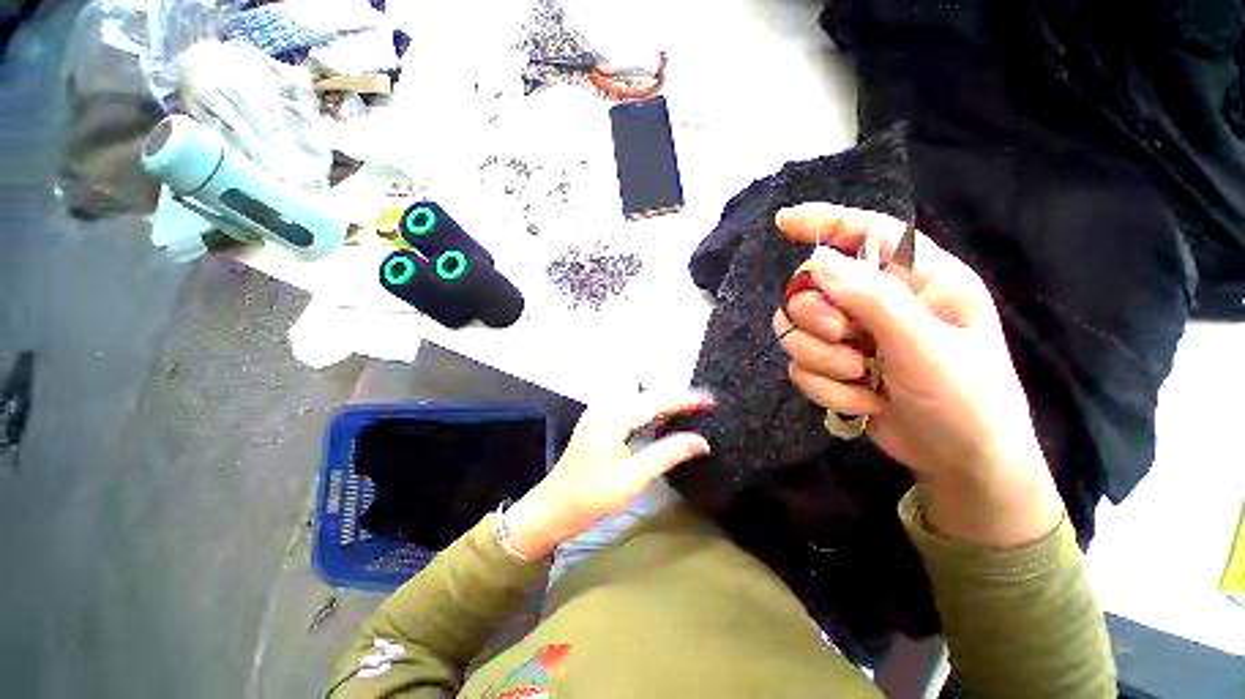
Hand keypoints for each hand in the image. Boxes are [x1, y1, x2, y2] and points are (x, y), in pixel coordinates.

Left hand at [503, 392, 713, 559]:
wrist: (553, 507)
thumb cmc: (591, 497)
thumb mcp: (633, 479)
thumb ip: (667, 454)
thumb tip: (701, 442)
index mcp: (613, 417)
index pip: (656, 400)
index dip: (685, 398)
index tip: (711, 400)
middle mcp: (606, 406)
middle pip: (648, 394)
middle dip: (677, 398)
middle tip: (705, 407)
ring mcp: (600, 412)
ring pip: (640, 399)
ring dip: (664, 403)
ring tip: (691, 411)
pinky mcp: (600, 420)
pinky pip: (631, 407)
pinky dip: (651, 411)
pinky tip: (663, 420)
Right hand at [773, 203, 1062, 546]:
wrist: (960, 462)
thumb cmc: (968, 399)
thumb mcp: (927, 345)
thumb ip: (873, 299)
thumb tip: (815, 263)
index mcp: (917, 279)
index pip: (865, 233)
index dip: (823, 222)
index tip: (783, 223)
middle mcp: (877, 302)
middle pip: (810, 287)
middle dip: (816, 316)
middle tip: (844, 338)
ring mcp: (852, 337)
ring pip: (795, 330)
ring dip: (821, 359)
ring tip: (861, 378)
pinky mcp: (834, 368)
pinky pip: (799, 366)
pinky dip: (825, 387)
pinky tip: (864, 400)